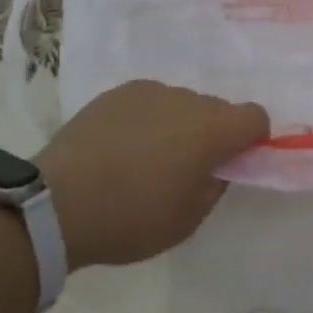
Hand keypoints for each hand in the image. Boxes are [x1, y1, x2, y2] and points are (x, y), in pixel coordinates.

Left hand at [37, 80, 269, 267]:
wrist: (58, 202)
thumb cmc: (131, 218)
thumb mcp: (187, 221)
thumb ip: (213, 187)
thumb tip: (215, 167)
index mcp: (211, 129)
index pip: (255, 116)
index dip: (253, 138)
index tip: (235, 162)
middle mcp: (185, 99)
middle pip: (216, 108)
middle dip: (212, 133)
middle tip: (187, 168)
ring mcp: (148, 91)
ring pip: (180, 104)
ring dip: (178, 125)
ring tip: (147, 159)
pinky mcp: (116, 93)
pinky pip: (148, 102)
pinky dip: (147, 120)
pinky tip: (121, 148)